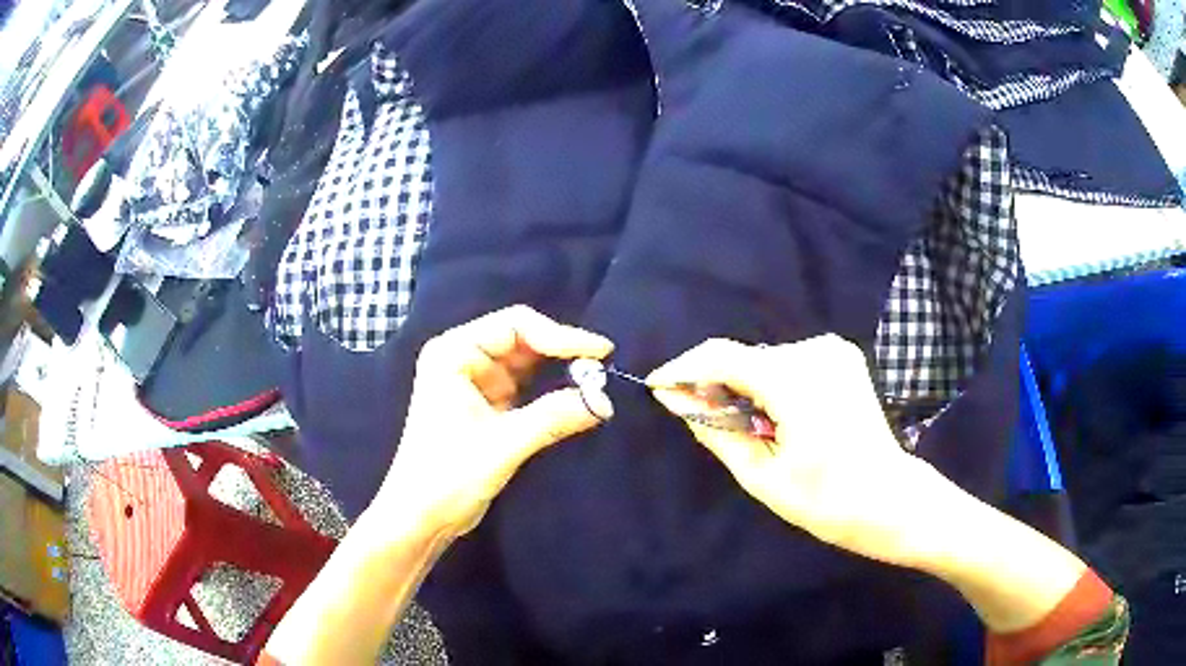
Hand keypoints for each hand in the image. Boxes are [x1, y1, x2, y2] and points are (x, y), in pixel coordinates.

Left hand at [374, 306, 613, 538]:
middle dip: (563, 352)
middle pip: (523, 340)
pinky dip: (550, 392)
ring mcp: (474, 382)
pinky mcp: (486, 406)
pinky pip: (526, 388)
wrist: (421, 517)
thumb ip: (554, 417)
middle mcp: (463, 358)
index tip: (601, 352)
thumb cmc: (448, 475)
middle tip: (603, 367)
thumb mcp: (503, 444)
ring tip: (596, 380)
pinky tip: (576, 396)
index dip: (561, 335)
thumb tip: (605, 401)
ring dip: (559, 371)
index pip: (515, 325)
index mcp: (454, 352)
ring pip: (527, 364)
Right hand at [647, 335, 934, 566]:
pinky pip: (789, 363)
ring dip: (744, 387)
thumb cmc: (825, 500)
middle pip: (744, 358)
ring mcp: (833, 351)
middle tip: (701, 420)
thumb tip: (677, 401)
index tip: (658, 388)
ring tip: (746, 427)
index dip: (683, 369)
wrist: (889, 499)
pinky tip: (776, 417)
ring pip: (765, 361)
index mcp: (795, 380)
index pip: (721, 355)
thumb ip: (716, 430)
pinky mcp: (843, 358)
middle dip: (715, 384)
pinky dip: (771, 384)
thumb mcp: (760, 475)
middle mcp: (815, 351)